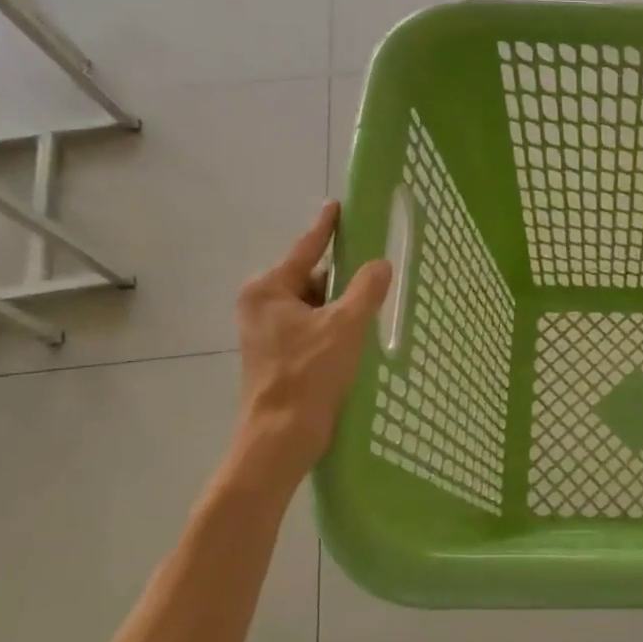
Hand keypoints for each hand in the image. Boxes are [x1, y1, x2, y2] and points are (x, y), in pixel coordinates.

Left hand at [233, 204, 391, 485]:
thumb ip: (365, 290)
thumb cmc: (309, 374)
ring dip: (342, 307)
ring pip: (315, 304)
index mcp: (268, 289)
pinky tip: (358, 336)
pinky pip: (312, 326)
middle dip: (343, 279)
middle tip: (376, 273)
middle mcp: (262, 304)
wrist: (281, 436)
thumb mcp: (345, 326)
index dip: (326, 228)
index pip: (305, 248)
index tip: (338, 206)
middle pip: (312, 278)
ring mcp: (268, 331)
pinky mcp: (279, 354)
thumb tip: (380, 264)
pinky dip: (335, 326)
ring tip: (373, 309)